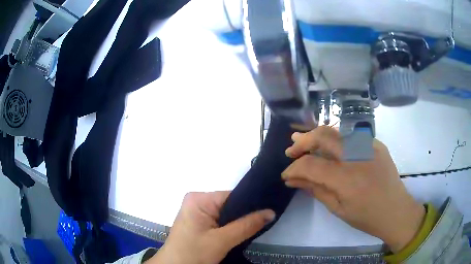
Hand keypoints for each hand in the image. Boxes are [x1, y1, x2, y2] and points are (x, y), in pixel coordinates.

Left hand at [146, 191, 274, 263]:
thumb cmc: (193, 253)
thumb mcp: (222, 240)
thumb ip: (247, 225)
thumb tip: (271, 211)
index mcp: (199, 198)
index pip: (232, 196)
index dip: (251, 203)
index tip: (269, 210)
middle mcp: (197, 201)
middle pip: (229, 205)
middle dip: (245, 215)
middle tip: (265, 221)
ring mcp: (196, 212)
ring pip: (225, 214)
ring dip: (238, 222)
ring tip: (255, 227)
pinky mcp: (197, 222)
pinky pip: (219, 221)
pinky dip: (229, 227)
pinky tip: (239, 232)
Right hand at [282, 126, 424, 252]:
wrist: (396, 210)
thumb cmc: (366, 217)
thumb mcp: (338, 209)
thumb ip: (315, 190)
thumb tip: (293, 180)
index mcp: (347, 179)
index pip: (311, 165)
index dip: (293, 168)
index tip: (286, 175)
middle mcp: (357, 156)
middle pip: (322, 136)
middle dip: (302, 141)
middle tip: (291, 150)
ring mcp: (369, 146)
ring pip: (336, 131)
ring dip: (316, 135)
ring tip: (303, 141)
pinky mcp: (376, 144)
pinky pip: (350, 137)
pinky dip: (335, 140)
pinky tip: (330, 148)